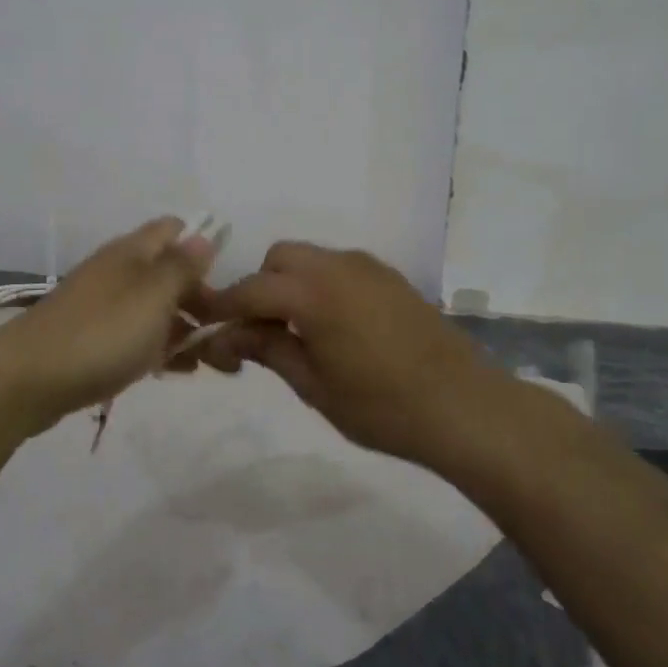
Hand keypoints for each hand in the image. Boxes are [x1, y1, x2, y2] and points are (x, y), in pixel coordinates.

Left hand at [0, 216, 215, 425]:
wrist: (28, 380)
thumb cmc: (101, 333)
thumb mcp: (153, 295)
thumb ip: (182, 266)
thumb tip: (204, 236)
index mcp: (132, 252)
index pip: (174, 229)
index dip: (203, 246)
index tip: (228, 281)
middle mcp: (118, 272)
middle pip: (169, 273)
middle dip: (201, 298)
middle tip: (227, 332)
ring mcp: (103, 307)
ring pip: (155, 309)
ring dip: (185, 328)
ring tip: (213, 361)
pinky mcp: (93, 340)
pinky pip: (137, 336)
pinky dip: (160, 348)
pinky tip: (177, 371)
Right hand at [190, 242, 500, 467]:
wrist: (465, 406)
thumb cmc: (382, 406)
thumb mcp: (314, 385)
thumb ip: (269, 349)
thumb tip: (229, 335)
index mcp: (314, 292)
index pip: (250, 289)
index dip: (222, 307)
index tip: (202, 326)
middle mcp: (339, 266)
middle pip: (280, 259)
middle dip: (259, 288)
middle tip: (258, 333)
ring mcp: (369, 268)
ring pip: (311, 260)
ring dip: (291, 285)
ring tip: (294, 332)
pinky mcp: (391, 279)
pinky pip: (339, 269)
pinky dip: (320, 286)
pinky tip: (331, 327)